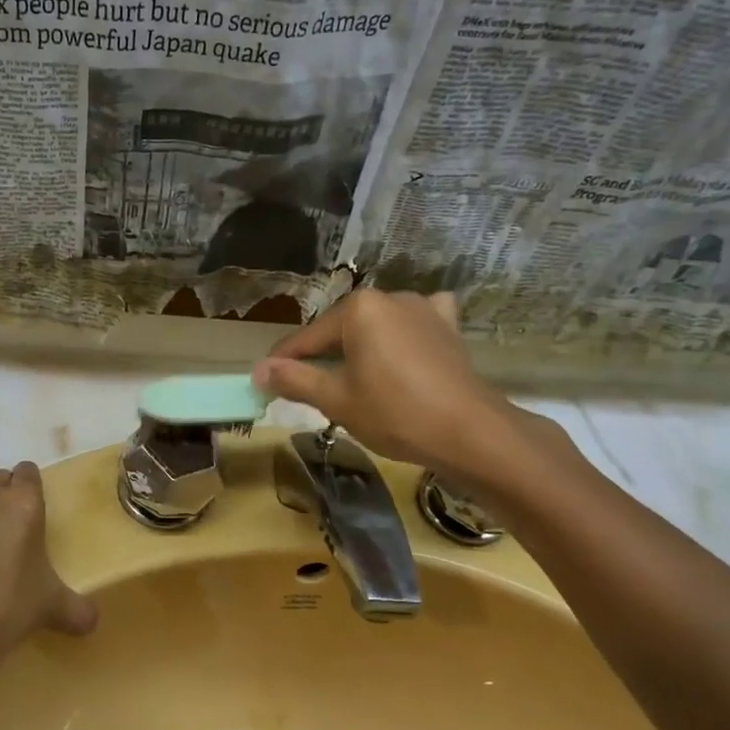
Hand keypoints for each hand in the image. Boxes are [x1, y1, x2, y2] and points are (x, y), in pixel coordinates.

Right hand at [253, 290, 540, 485]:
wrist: (470, 432)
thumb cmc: (395, 413)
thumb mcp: (335, 399)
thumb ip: (293, 380)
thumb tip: (258, 370)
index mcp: (358, 309)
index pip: (307, 339)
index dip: (283, 364)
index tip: (264, 383)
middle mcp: (390, 297)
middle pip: (340, 331)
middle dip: (322, 358)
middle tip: (307, 390)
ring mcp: (424, 309)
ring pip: (376, 328)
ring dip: (360, 349)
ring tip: (352, 381)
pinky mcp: (448, 327)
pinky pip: (414, 324)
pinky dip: (402, 335)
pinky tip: (402, 349)